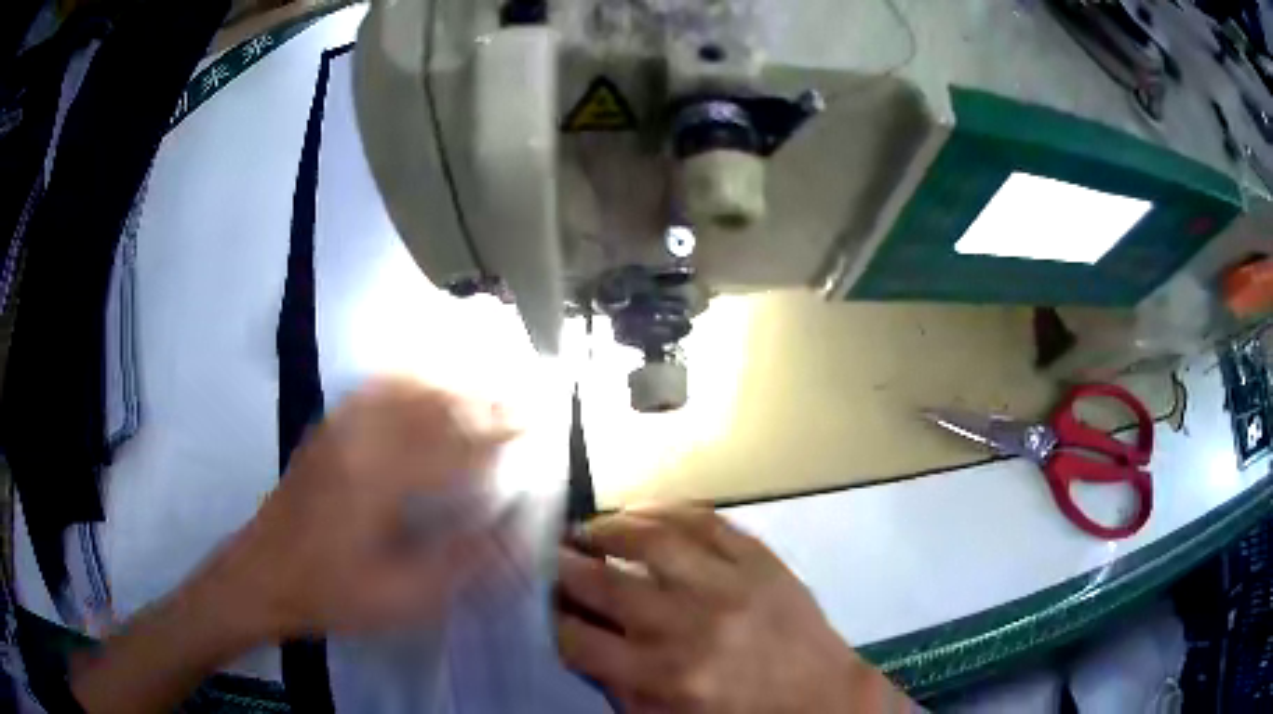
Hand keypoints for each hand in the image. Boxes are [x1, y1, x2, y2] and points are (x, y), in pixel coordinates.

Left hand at [210, 377, 517, 639]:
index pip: (454, 445)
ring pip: (402, 388)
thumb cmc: (333, 593)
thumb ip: (459, 564)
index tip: (536, 423)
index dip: (500, 433)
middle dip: (482, 397)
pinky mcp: (325, 431)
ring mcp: (339, 430)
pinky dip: (404, 377)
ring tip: (481, 382)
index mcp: (381, 480)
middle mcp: (361, 440)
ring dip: (447, 381)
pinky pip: (370, 389)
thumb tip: (512, 536)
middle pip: (432, 404)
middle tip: (519, 396)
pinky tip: (419, 379)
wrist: (263, 575)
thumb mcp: (401, 597)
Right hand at [555, 507, 907, 712]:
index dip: (548, 618)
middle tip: (548, 557)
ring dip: (607, 528)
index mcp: (663, 675)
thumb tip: (574, 641)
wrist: (821, 696)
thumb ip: (616, 686)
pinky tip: (641, 512)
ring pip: (651, 539)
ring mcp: (728, 584)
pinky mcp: (760, 559)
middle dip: (563, 567)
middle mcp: (689, 625)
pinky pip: (704, 520)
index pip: (577, 640)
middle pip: (604, 585)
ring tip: (587, 529)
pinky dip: (664, 510)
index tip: (538, 604)